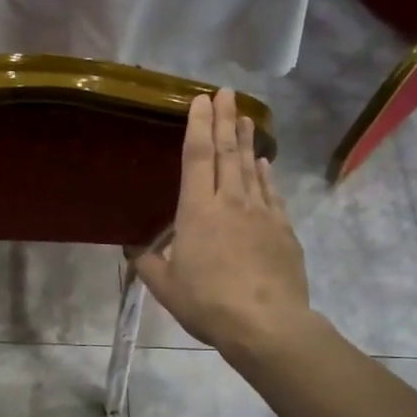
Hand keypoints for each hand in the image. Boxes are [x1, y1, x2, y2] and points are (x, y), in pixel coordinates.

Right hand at [134, 89, 311, 354]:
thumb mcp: (165, 287)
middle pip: (227, 152)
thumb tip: (133, 249)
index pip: (197, 157)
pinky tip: (264, 165)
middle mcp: (231, 202)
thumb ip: (148, 263)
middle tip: (227, 93)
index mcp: (197, 211)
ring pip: (252, 167)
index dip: (198, 125)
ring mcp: (261, 213)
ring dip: (247, 140)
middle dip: (226, 119)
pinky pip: (272, 193)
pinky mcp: (283, 229)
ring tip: (246, 117)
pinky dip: (266, 175)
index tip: (201, 99)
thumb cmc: (207, 303)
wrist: (265, 324)